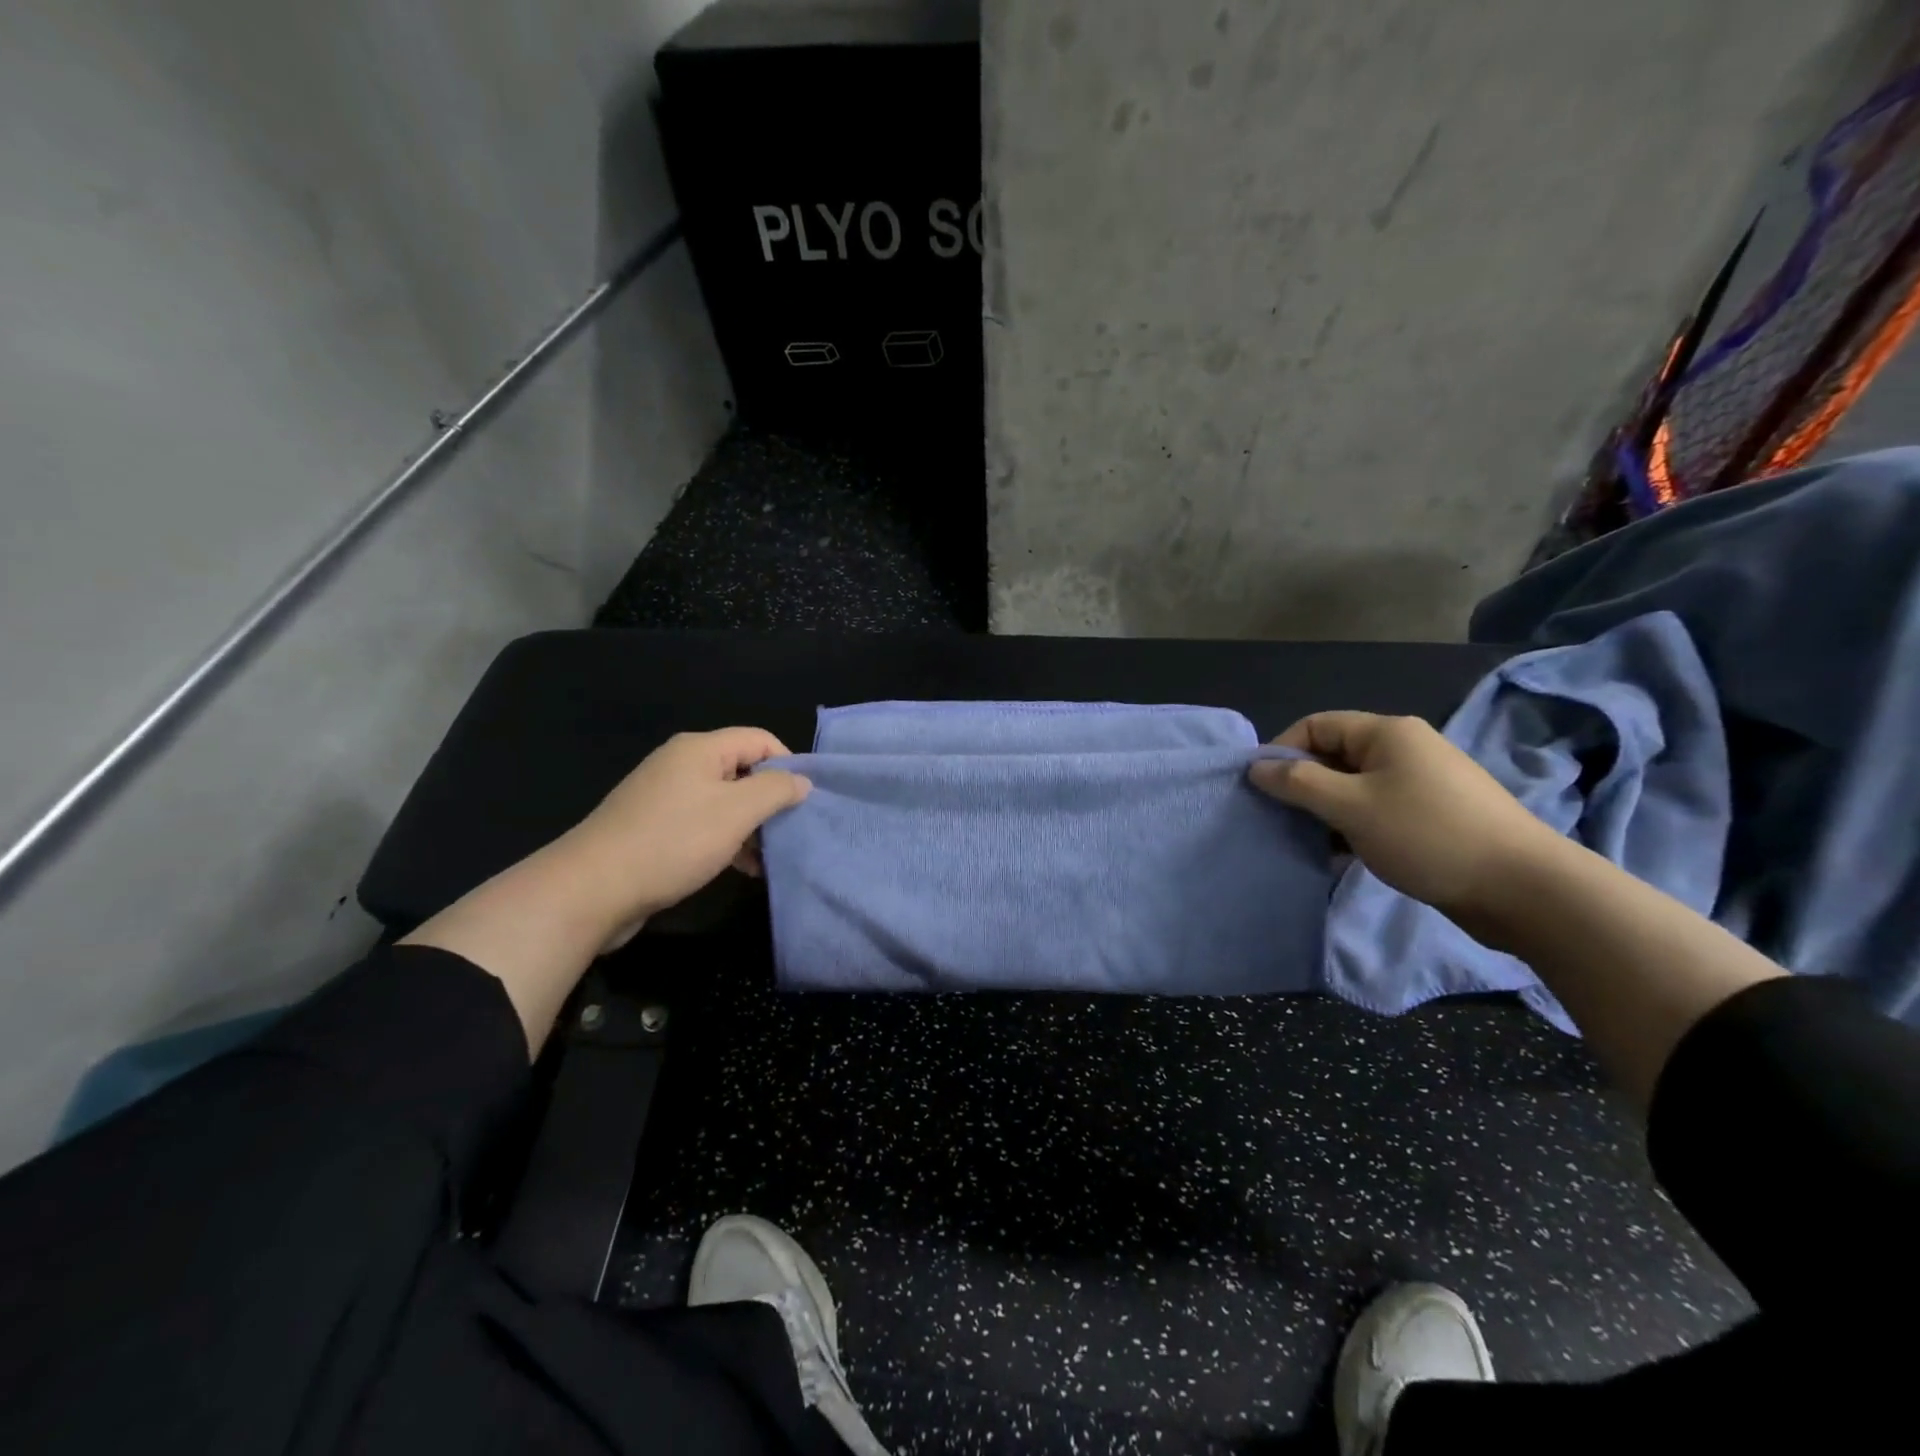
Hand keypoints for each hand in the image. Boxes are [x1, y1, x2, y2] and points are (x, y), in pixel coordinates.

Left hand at [556, 728, 810, 948]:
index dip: (788, 764)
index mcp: (700, 749)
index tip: (805, 800)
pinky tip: (742, 869)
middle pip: (742, 770)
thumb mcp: (736, 812)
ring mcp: (664, 797)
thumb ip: (776, 790)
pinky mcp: (654, 828)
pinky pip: (702, 824)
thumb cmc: (673, 841)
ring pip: (724, 802)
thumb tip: (801, 780)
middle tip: (791, 832)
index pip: (760, 739)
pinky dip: (726, 841)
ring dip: (750, 827)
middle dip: (770, 800)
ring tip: (769, 859)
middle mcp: (681, 765)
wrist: (593, 888)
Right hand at [1248, 712, 1556, 919]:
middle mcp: (1403, 749)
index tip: (1260, 789)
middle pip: (1333, 756)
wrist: (1523, 889)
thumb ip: (1298, 784)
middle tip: (1278, 820)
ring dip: (1324, 812)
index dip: (1282, 751)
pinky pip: (1375, 811)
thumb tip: (1256, 767)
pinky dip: (1351, 829)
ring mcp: (1420, 784)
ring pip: (1352, 788)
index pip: (1315, 726)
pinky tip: (1339, 857)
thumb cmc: (1427, 835)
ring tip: (1305, 842)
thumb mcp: (1351, 807)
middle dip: (1301, 786)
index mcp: (1386, 733)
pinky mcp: (1430, 817)